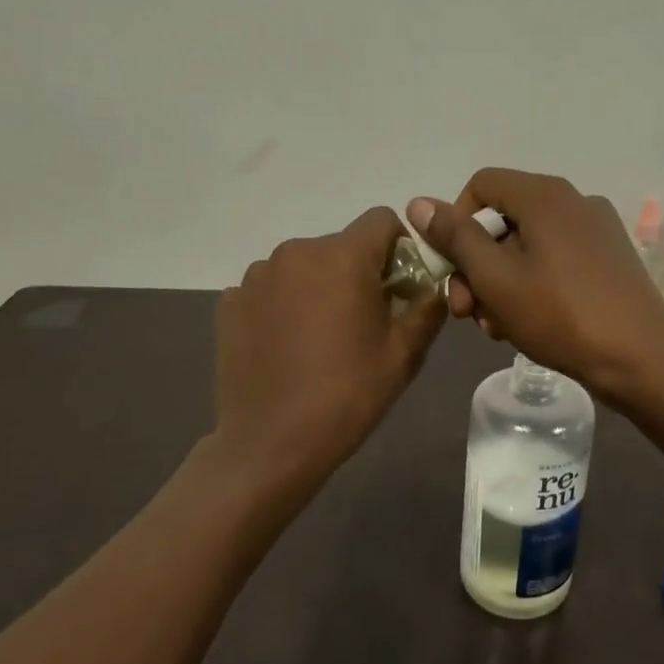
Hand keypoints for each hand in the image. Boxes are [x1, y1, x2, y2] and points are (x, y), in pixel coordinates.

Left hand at [215, 207, 445, 483]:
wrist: (271, 442)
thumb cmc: (348, 395)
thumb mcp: (404, 354)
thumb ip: (427, 308)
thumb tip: (434, 287)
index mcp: (343, 256)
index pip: (381, 220)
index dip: (398, 248)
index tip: (398, 288)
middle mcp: (296, 252)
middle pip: (341, 246)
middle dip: (357, 272)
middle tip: (362, 323)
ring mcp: (257, 276)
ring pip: (303, 266)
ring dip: (318, 287)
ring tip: (318, 339)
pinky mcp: (230, 302)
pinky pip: (270, 289)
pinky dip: (282, 306)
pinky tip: (285, 347)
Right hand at [406, 169, 663, 404]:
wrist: (641, 359)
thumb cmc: (560, 315)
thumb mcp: (495, 279)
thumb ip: (455, 238)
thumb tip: (418, 203)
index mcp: (545, 196)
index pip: (480, 185)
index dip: (455, 222)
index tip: (452, 269)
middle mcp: (573, 201)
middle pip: (503, 220)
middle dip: (475, 266)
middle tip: (466, 314)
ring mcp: (596, 230)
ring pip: (527, 246)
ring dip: (500, 283)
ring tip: (497, 328)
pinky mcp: (609, 260)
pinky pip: (555, 261)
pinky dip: (532, 286)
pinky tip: (529, 325)